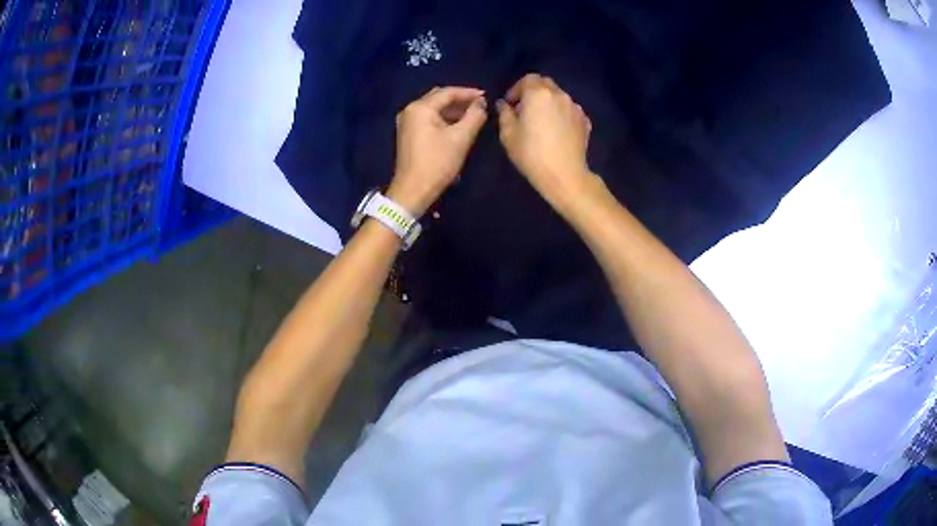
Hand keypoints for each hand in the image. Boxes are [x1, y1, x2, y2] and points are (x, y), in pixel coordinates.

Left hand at [388, 86, 487, 215]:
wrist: (413, 191)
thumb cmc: (437, 163)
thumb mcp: (461, 138)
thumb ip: (474, 116)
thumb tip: (481, 104)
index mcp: (420, 108)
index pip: (447, 92)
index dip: (468, 93)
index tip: (486, 96)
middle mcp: (410, 110)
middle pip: (439, 98)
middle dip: (460, 100)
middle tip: (480, 104)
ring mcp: (407, 122)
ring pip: (434, 109)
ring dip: (453, 110)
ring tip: (473, 115)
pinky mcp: (408, 134)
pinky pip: (429, 119)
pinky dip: (444, 119)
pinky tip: (458, 125)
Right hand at [497, 74, 600, 210]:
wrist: (565, 175)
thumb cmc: (531, 154)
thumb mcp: (508, 134)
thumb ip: (504, 114)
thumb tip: (504, 105)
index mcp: (538, 94)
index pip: (528, 79)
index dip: (517, 89)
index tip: (511, 104)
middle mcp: (559, 95)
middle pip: (545, 84)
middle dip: (533, 93)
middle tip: (525, 110)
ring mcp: (575, 108)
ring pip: (559, 97)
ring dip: (548, 104)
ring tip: (542, 122)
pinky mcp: (585, 122)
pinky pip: (570, 111)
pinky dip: (561, 114)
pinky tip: (557, 131)